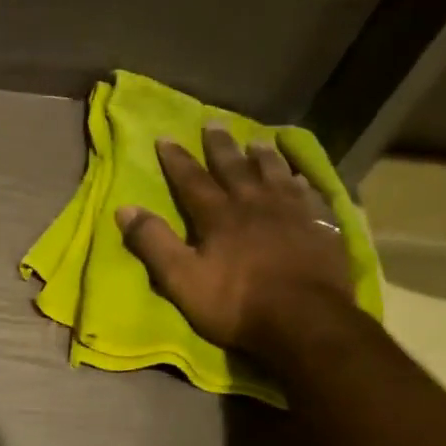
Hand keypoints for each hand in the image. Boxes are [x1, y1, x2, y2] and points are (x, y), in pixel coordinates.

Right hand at [116, 125, 353, 359]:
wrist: (305, 322)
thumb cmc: (236, 303)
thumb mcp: (181, 278)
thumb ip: (153, 242)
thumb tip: (124, 208)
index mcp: (219, 216)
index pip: (192, 179)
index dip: (177, 159)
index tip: (165, 138)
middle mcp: (255, 205)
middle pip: (235, 168)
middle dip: (221, 146)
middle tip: (214, 123)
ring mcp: (293, 215)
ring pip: (276, 175)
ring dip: (264, 157)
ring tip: (259, 141)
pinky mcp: (321, 230)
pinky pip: (311, 197)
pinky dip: (303, 183)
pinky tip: (302, 179)